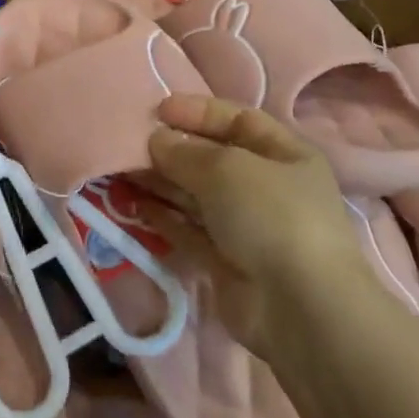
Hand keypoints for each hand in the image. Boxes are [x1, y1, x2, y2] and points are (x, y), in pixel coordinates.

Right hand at [146, 93, 368, 354]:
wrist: (299, 308)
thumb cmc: (272, 215)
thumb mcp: (227, 168)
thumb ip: (185, 151)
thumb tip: (156, 141)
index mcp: (284, 154)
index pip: (237, 120)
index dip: (198, 112)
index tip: (158, 109)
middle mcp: (267, 187)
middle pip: (212, 158)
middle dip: (172, 149)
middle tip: (129, 142)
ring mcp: (246, 226)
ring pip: (195, 195)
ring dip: (160, 182)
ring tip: (119, 170)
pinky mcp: (224, 261)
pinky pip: (187, 229)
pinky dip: (162, 216)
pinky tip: (132, 204)